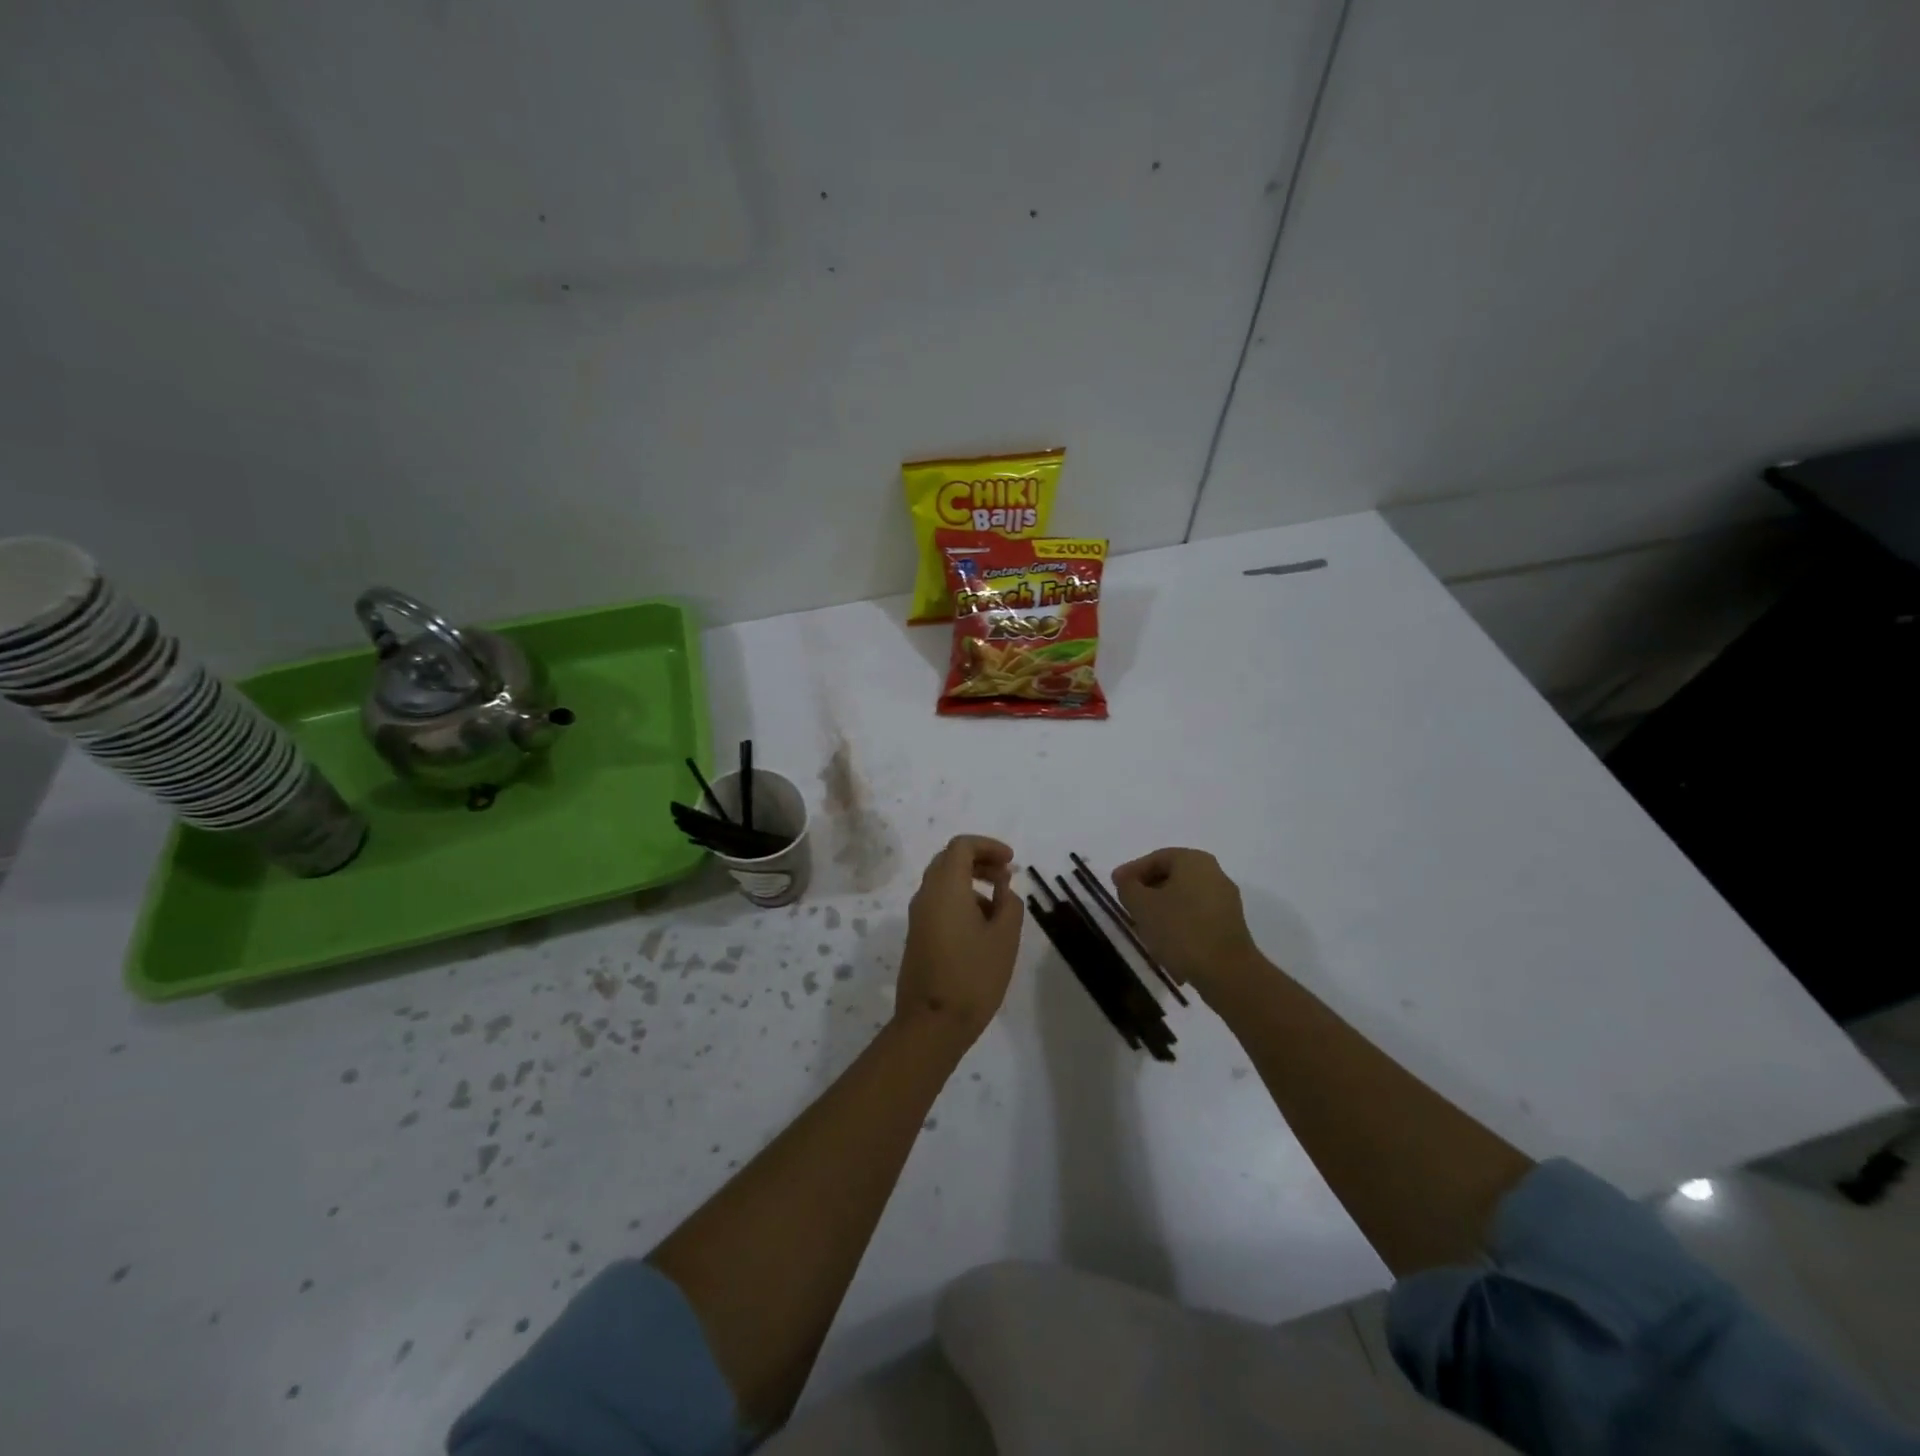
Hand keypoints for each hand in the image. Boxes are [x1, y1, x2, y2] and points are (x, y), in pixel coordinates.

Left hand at [896, 835, 1024, 1044]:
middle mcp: (926, 895)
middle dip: (979, 861)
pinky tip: (983, 928)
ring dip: (971, 883)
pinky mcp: (917, 936)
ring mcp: (918, 916)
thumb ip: (1009, 904)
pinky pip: (939, 903)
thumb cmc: (973, 976)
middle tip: (1006, 877)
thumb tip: (1003, 889)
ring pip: (943, 882)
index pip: (961, 846)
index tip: (1011, 862)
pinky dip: (961, 900)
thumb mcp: (1005, 938)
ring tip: (1000, 908)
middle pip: (949, 860)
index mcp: (945, 887)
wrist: (932, 1024)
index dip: (988, 846)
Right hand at [1111, 848, 1266, 1001]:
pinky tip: (1165, 941)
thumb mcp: (1142, 906)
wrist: (1226, 972)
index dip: (1132, 871)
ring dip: (1162, 908)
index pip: (1156, 858)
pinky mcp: (1230, 924)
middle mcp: (1214, 873)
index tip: (1115, 886)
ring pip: (1184, 897)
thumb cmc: (1180, 930)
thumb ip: (1128, 887)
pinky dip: (1178, 922)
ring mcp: (1226, 900)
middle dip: (1147, 890)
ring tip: (1143, 926)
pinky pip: (1197, 915)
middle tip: (1127, 905)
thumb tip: (1126, 880)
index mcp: (1193, 860)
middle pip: (1172, 876)